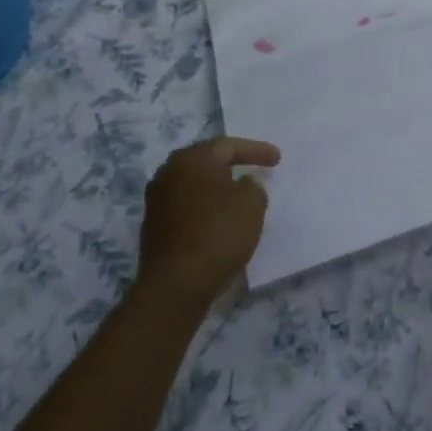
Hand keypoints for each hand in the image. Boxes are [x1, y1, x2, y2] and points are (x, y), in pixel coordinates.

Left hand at [134, 137, 278, 311]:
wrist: (176, 284)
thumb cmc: (218, 233)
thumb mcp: (252, 203)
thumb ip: (252, 186)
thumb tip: (241, 185)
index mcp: (192, 159)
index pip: (229, 145)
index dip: (256, 150)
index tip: (277, 158)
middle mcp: (169, 172)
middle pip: (207, 160)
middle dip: (232, 163)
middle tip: (255, 166)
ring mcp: (156, 200)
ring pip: (194, 183)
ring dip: (216, 185)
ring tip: (237, 192)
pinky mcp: (153, 226)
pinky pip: (186, 204)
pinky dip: (204, 205)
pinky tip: (218, 215)